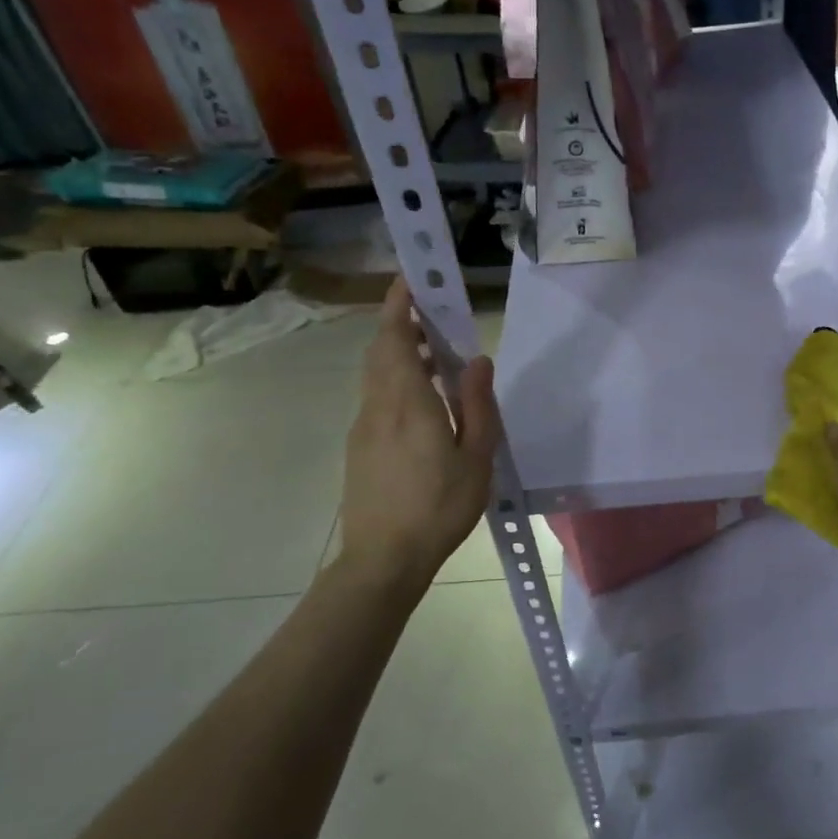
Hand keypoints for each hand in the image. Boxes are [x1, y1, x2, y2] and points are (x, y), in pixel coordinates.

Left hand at [337, 277, 501, 586]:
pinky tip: (423, 401)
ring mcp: (364, 427)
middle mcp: (378, 406)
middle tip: (431, 314)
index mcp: (408, 403)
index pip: (393, 338)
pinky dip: (395, 380)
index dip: (398, 305)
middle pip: (381, 351)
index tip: (411, 279)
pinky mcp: (360, 447)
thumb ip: (476, 404)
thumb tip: (477, 360)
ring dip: (397, 352)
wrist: (384, 559)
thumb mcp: (475, 457)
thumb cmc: (438, 507)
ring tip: (433, 355)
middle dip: (400, 323)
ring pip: (376, 374)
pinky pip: (376, 397)